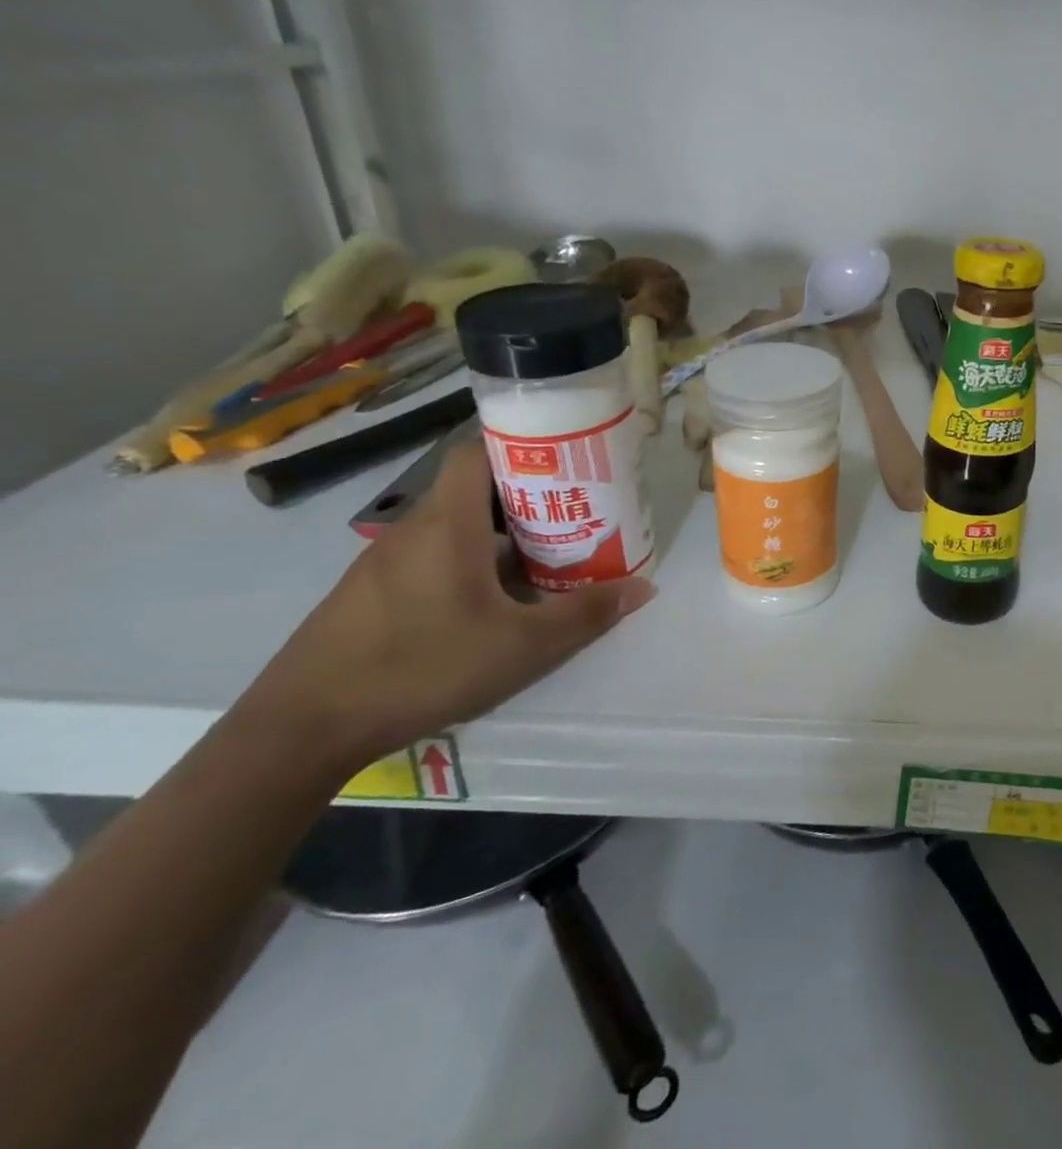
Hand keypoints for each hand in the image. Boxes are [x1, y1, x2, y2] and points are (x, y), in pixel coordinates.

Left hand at [242, 442, 654, 773]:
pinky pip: (429, 558)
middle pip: (472, 491)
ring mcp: (382, 564)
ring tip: (541, 560)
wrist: (299, 731)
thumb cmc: (420, 667)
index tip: (566, 462)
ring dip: (497, 535)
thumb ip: (585, 614)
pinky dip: (466, 563)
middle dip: (525, 498)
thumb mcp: (521, 646)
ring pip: (452, 528)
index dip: (522, 447)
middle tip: (571, 518)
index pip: (478, 453)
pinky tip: (487, 604)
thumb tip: (644, 588)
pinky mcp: (367, 596)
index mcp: (447, 525)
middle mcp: (411, 531)